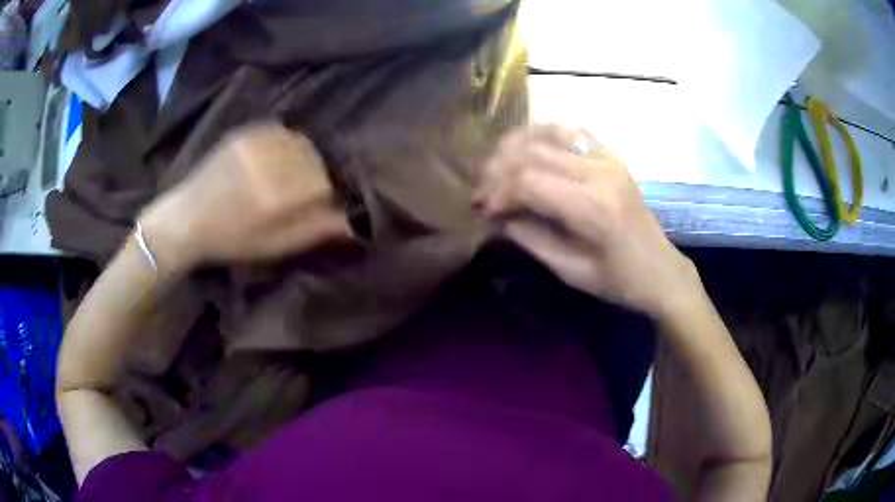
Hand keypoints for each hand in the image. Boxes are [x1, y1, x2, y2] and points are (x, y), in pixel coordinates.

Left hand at [140, 123, 351, 271]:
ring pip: (300, 142)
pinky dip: (286, 143)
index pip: (322, 185)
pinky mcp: (243, 133)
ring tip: (288, 175)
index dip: (324, 197)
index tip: (315, 207)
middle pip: (314, 160)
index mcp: (274, 197)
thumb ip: (312, 231)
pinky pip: (279, 131)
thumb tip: (351, 223)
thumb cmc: (230, 240)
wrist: (186, 219)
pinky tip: (275, 159)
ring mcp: (253, 144)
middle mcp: (266, 163)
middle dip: (315, 175)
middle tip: (301, 192)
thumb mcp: (272, 246)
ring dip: (303, 158)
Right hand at [475, 124, 697, 317]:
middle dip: (498, 169)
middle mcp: (599, 172)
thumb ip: (529, 238)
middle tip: (484, 191)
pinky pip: (571, 131)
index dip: (497, 192)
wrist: (661, 270)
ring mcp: (608, 158)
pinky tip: (531, 152)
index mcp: (592, 208)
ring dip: (516, 146)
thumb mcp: (570, 271)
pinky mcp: (612, 155)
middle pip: (531, 151)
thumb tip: (495, 217)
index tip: (483, 210)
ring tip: (500, 168)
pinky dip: (544, 135)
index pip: (527, 182)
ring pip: (548, 132)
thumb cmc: (618, 281)